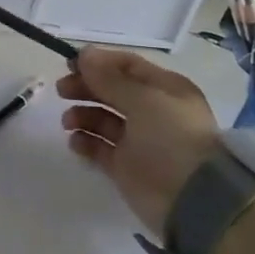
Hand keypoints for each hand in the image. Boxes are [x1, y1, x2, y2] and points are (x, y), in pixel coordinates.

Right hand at [57, 47, 222, 231]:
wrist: (192, 198)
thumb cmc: (171, 137)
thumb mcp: (143, 99)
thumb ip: (109, 78)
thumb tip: (84, 55)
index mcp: (164, 88)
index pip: (127, 66)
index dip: (98, 62)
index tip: (69, 64)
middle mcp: (152, 111)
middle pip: (112, 91)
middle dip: (86, 87)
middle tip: (61, 90)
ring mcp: (138, 140)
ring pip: (103, 119)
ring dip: (82, 115)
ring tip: (68, 122)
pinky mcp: (126, 167)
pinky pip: (99, 148)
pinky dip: (85, 142)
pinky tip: (75, 142)